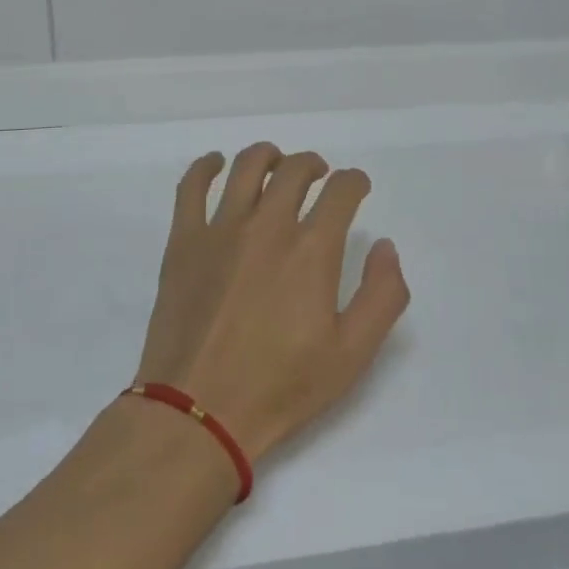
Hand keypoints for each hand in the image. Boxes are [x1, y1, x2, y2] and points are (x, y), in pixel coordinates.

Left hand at [134, 144, 410, 463]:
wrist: (198, 412)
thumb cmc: (280, 386)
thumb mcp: (352, 354)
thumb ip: (382, 295)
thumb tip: (385, 247)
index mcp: (311, 250)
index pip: (341, 190)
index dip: (354, 182)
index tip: (356, 188)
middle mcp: (268, 225)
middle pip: (294, 169)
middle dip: (313, 165)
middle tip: (318, 177)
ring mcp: (220, 228)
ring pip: (246, 166)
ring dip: (268, 156)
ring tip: (276, 165)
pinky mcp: (183, 240)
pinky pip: (191, 186)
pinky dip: (205, 166)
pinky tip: (215, 164)